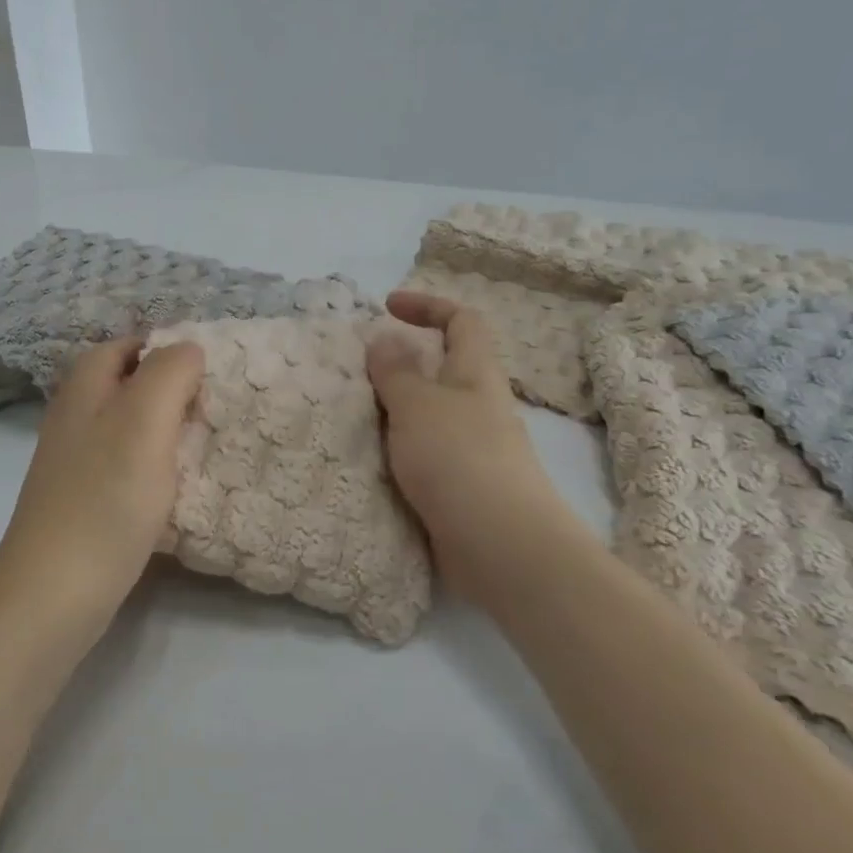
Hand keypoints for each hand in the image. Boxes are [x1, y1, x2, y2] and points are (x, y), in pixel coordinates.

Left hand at [0, 336, 205, 628]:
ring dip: (167, 429)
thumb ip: (169, 374)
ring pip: (131, 425)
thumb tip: (189, 349)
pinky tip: (179, 485)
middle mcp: (75, 416)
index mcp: (85, 388)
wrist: (53, 595)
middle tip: (215, 409)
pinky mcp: (85, 499)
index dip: (170, 350)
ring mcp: (76, 460)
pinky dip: (156, 465)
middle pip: (130, 384)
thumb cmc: (104, 499)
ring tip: (206, 444)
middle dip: (173, 389)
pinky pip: (128, 464)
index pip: (129, 345)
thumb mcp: (144, 421)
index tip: (211, 373)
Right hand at [367, 291, 566, 599]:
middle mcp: (478, 405)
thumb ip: (396, 371)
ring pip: (429, 412)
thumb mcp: (418, 404)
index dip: (427, 305)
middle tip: (357, 370)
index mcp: (476, 373)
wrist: (500, 547)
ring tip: (352, 413)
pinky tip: (369, 458)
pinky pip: (422, 451)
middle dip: (401, 362)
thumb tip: (385, 338)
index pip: (461, 320)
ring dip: (393, 408)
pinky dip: (396, 447)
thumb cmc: (458, 459)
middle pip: (444, 367)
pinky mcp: (461, 486)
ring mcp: (472, 448)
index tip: (386, 308)